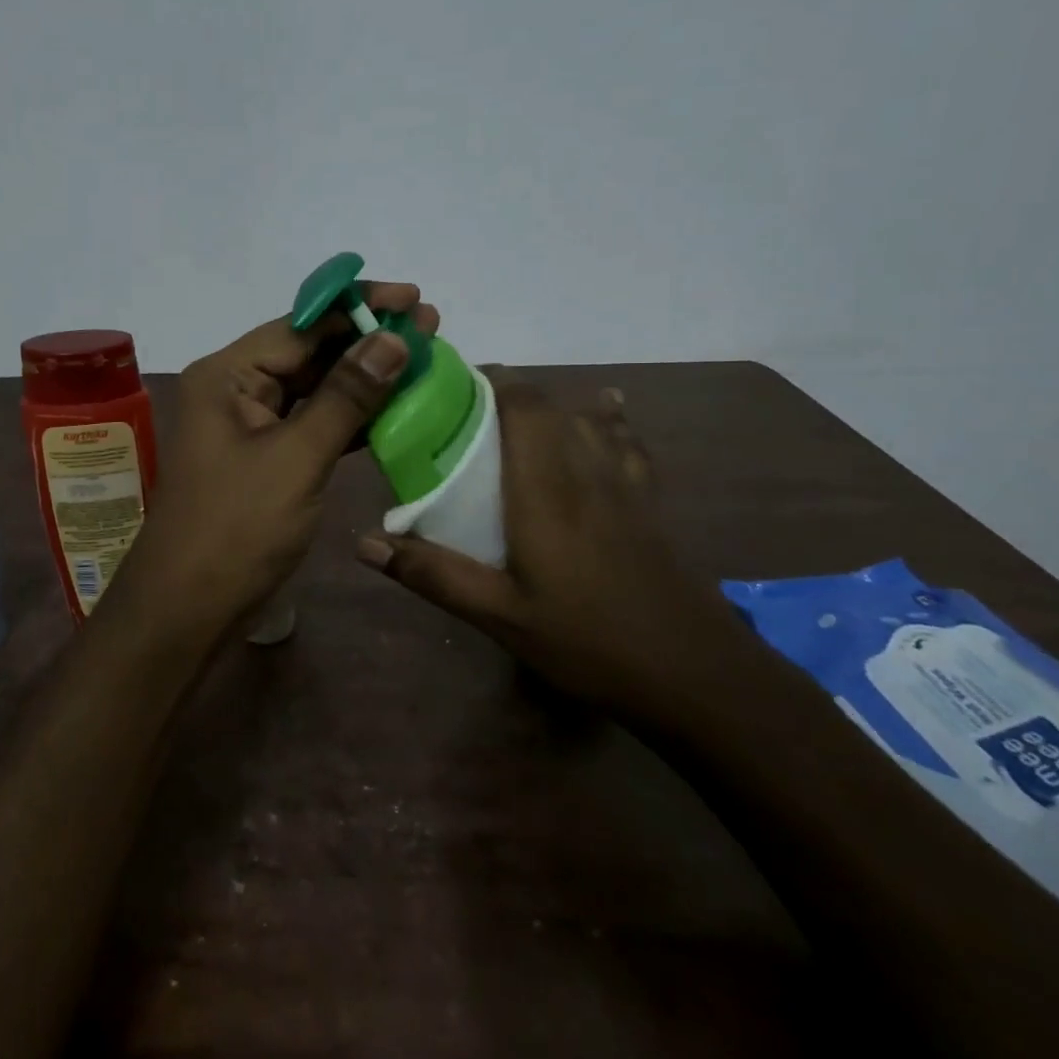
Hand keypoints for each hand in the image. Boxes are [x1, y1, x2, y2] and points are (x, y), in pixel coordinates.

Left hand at [107, 284, 439, 644]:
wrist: (190, 607)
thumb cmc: (237, 528)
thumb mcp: (297, 457)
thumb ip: (347, 396)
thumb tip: (394, 338)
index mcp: (227, 375)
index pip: (299, 325)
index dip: (358, 307)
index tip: (413, 297)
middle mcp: (234, 390)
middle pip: (307, 352)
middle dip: (367, 340)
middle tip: (430, 327)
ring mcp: (249, 427)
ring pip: (314, 389)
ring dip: (364, 378)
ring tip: (423, 359)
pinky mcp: (265, 459)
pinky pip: (312, 425)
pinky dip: (351, 418)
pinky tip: (395, 408)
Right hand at [356, 368, 716, 714]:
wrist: (695, 676)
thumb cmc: (587, 641)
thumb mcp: (499, 615)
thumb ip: (433, 574)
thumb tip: (364, 542)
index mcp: (545, 490)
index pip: (524, 406)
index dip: (491, 381)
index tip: (451, 385)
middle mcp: (587, 472)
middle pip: (552, 405)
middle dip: (510, 392)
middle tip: (467, 412)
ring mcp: (626, 485)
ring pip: (590, 419)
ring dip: (553, 404)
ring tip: (517, 414)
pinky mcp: (650, 504)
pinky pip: (627, 442)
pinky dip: (609, 419)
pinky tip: (606, 413)